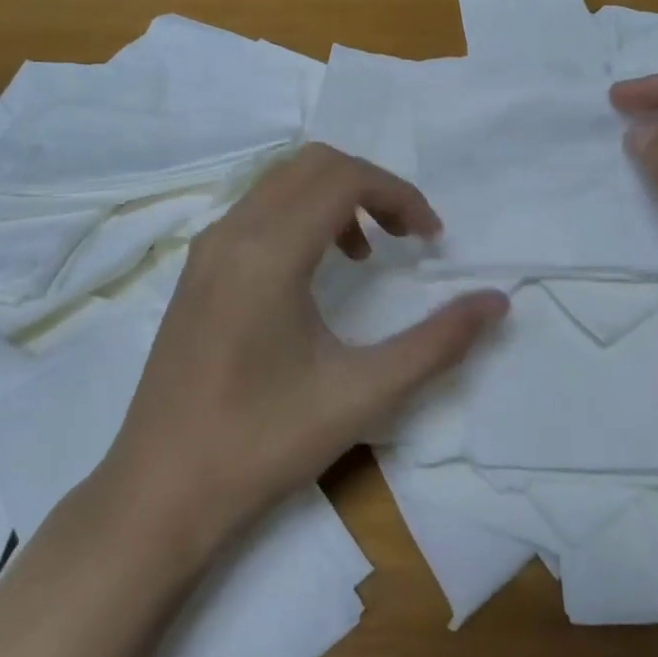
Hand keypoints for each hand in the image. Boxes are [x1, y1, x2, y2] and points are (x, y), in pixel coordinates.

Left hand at [106, 143, 508, 554]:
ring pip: (282, 182)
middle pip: (313, 164)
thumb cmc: (263, 443)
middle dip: (371, 186)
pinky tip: (316, 273)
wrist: (160, 492)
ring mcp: (207, 247)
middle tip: (406, 234)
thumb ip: (437, 343)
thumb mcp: (362, 394)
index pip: (345, 178)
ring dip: (334, 197)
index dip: (399, 194)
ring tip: (367, 254)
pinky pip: (257, 209)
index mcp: (268, 251)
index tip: (432, 238)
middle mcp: (232, 232)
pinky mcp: (196, 269)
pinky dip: (301, 215)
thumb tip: (497, 302)